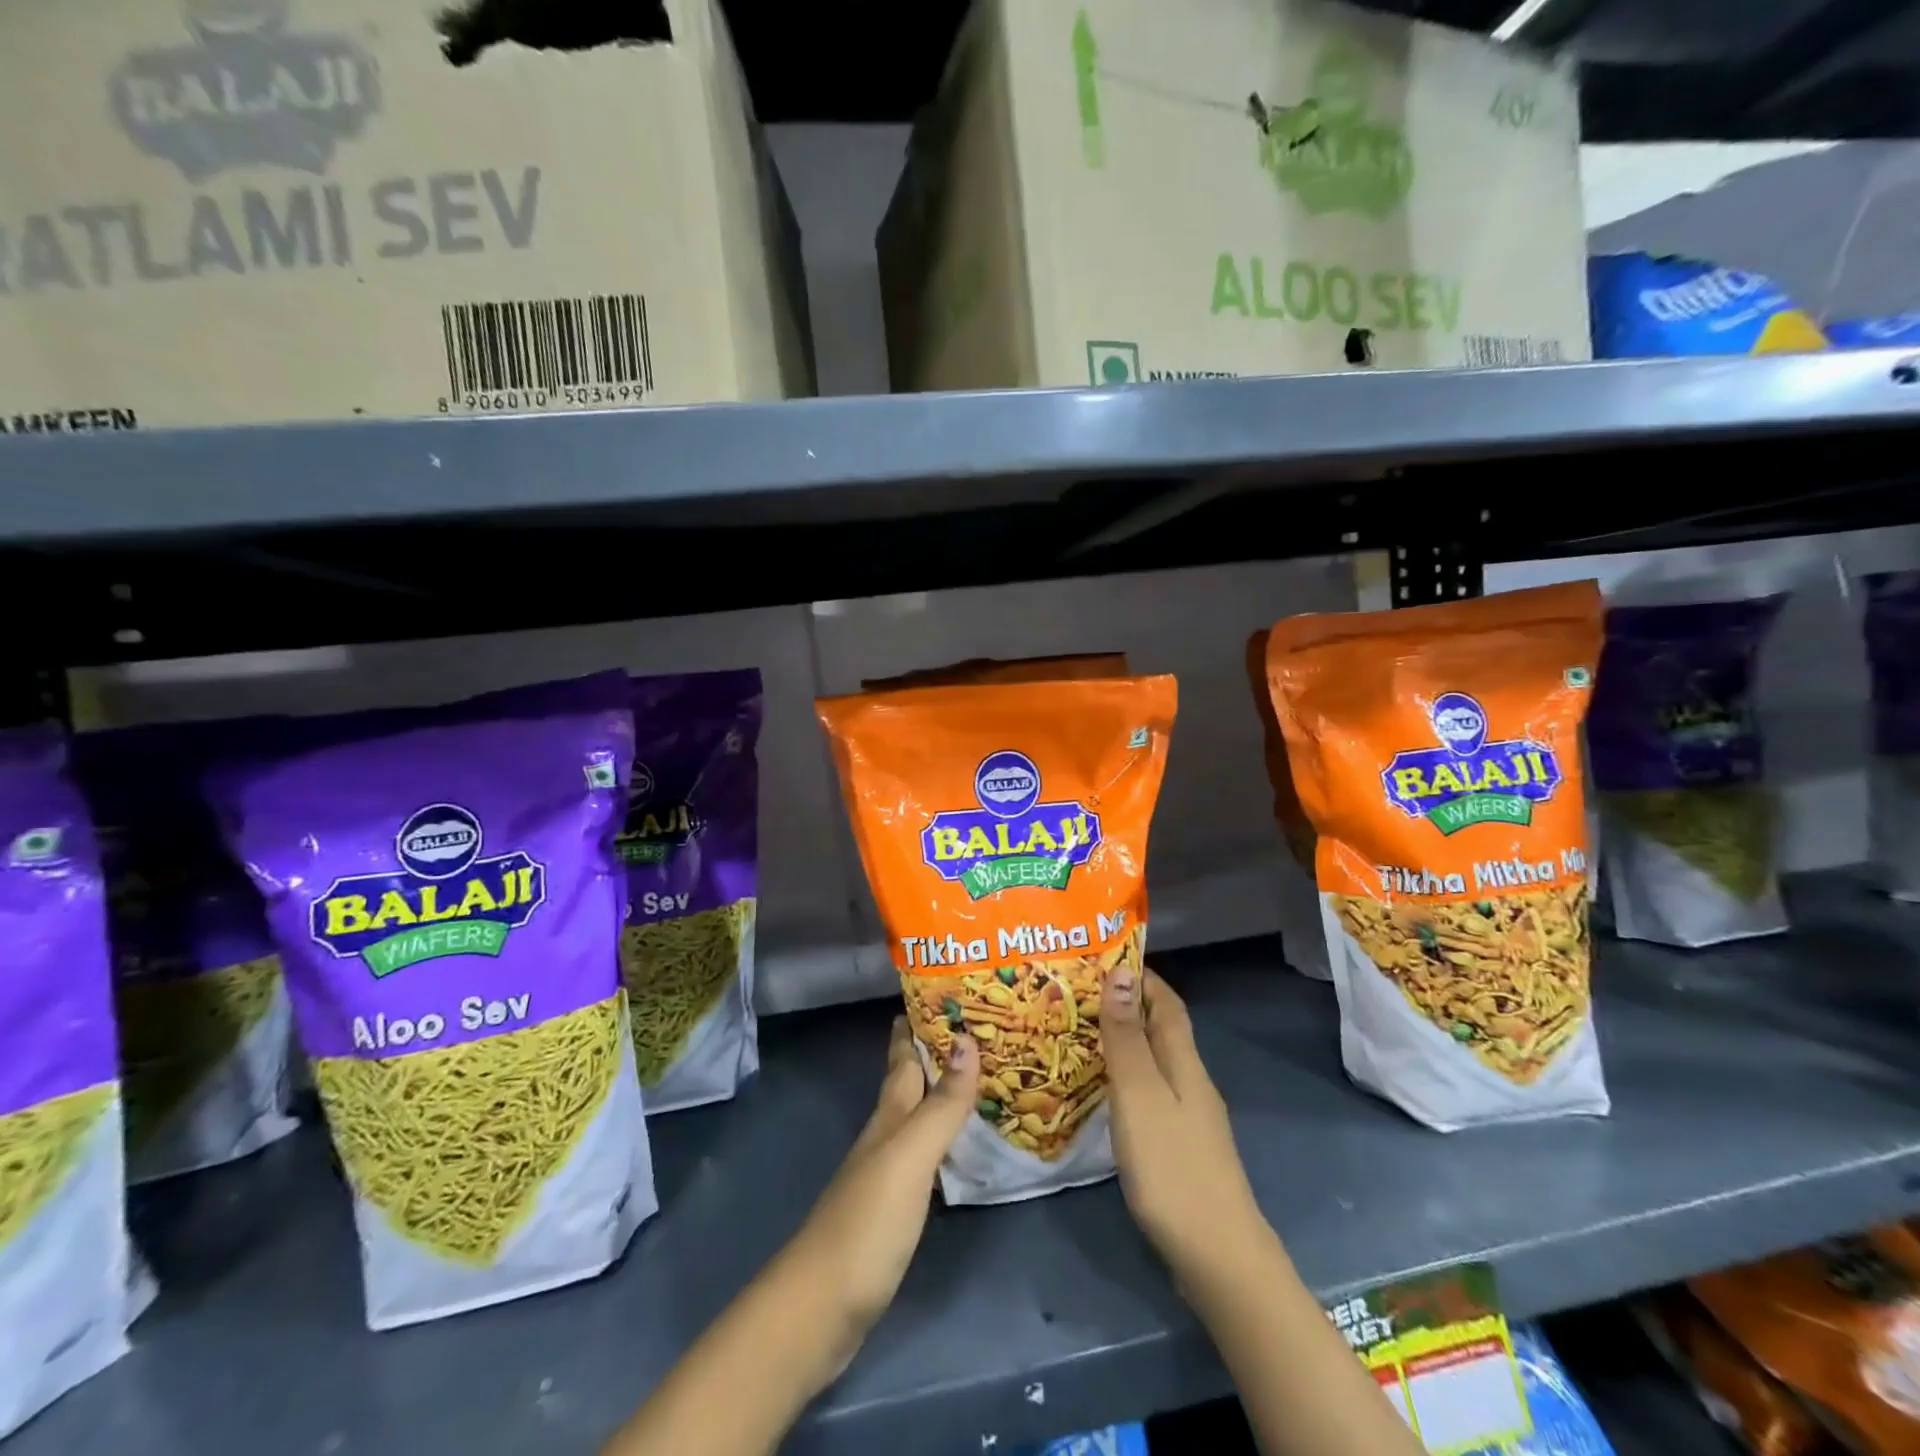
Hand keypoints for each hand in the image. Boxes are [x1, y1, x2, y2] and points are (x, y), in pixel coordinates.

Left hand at [784, 1018, 978, 1362]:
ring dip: (941, 1093)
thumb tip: (967, 1038)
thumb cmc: (867, 1223)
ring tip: (977, 1077)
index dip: (916, 1026)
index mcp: (889, 1117)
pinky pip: (925, 1156)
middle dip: (935, 1053)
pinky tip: (960, 1145)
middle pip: (909, 1083)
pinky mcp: (893, 1210)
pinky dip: (943, 1138)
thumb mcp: (910, 1157)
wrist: (820, 1308)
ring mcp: (886, 1174)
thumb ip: (941, 1104)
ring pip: (917, 1117)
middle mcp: (886, 1136)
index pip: (903, 1057)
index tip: (939, 993)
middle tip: (975, 1028)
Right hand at [1101, 968, 1266, 1284]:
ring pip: (1156, 1063)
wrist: (1219, 1257)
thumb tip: (1122, 972)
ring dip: (1125, 1043)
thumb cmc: (1173, 1167)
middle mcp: (1191, 1082)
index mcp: (1185, 1062)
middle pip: (1162, 1030)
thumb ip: (1128, 1036)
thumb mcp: (1140, 1095)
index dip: (1142, 977)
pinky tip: (1103, 1093)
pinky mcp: (1181, 1149)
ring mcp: (1190, 1118)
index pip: (1167, 1003)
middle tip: (1077, 996)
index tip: (1103, 958)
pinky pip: (1151, 1094)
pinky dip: (1127, 1079)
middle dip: (1127, 1006)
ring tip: (1080, 1036)